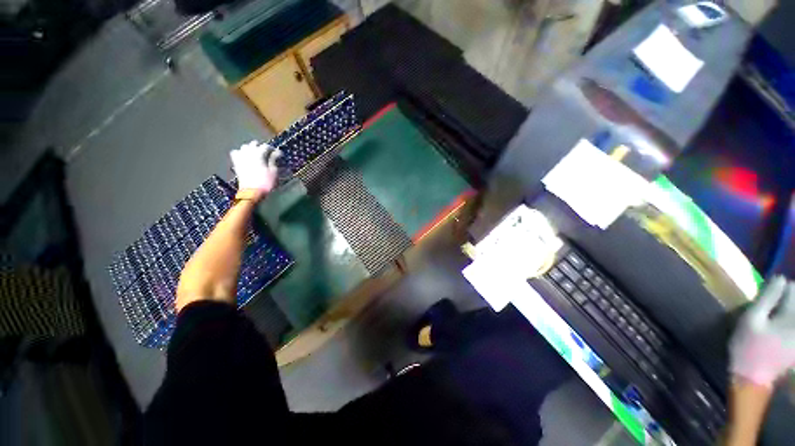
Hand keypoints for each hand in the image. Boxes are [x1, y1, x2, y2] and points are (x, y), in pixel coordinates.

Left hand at [229, 141, 280, 200]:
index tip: (278, 153)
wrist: (252, 192)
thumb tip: (277, 152)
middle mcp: (248, 153)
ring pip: (244, 147)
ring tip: (256, 153)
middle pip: (254, 144)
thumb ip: (273, 160)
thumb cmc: (265, 182)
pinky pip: (236, 153)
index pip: (266, 146)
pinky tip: (245, 156)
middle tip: (267, 153)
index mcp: (259, 154)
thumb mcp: (273, 171)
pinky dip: (241, 152)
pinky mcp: (236, 163)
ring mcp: (241, 157)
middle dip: (261, 147)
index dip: (272, 149)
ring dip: (250, 148)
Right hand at [730, 276, 794, 387]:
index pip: (791, 288)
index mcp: (791, 315)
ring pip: (793, 313)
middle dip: (787, 298)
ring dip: (787, 309)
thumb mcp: (751, 320)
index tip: (770, 291)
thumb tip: (780, 278)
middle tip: (774, 302)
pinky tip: (780, 327)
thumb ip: (767, 298)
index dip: (780, 287)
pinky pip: (792, 325)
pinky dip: (787, 321)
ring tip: (777, 313)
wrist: (753, 379)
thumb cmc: (748, 346)